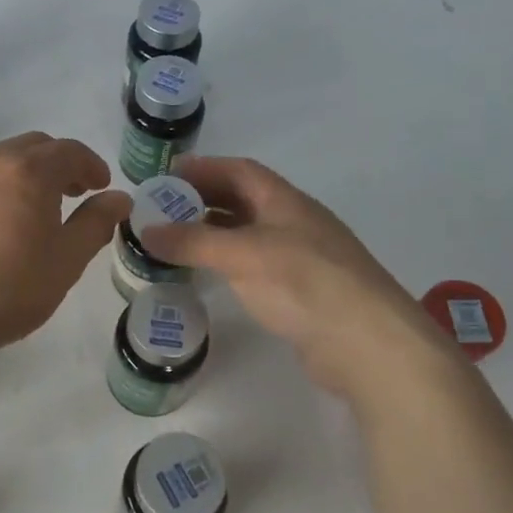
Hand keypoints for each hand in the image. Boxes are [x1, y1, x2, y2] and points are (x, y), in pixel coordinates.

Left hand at [0, 133, 131, 365]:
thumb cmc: (6, 291)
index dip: (90, 165)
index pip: (69, 150)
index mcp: (28, 172)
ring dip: (19, 176)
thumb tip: (119, 198)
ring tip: (25, 212)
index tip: (99, 185)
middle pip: (31, 147)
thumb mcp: (65, 262)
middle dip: (56, 165)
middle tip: (69, 194)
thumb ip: (96, 223)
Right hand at [137, 156, 455, 393]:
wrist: (368, 343)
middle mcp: (294, 223)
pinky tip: (208, 276)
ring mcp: (300, 259)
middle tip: (161, 212)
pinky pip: (254, 266)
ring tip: (174, 243)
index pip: (240, 171)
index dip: (204, 169)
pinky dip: (227, 264)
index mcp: (286, 202)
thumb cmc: (305, 283)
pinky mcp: (300, 293)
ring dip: (212, 234)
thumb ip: (193, 242)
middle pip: (243, 201)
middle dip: (203, 201)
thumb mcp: (244, 255)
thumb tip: (144, 230)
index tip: (166, 177)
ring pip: (248, 235)